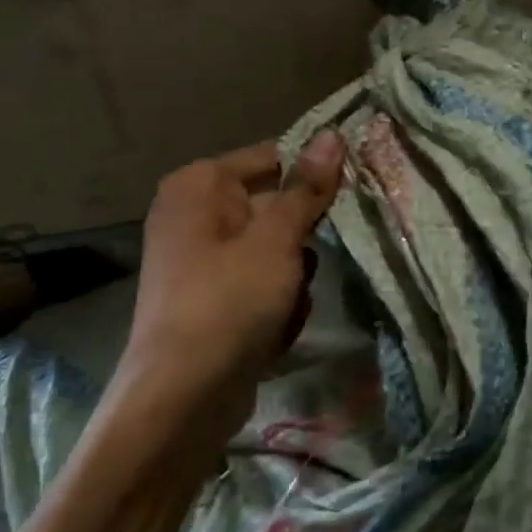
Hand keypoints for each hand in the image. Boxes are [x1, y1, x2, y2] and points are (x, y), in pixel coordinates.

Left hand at [110, 132, 344, 465]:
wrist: (183, 396)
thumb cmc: (230, 301)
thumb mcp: (277, 238)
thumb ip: (307, 188)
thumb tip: (332, 134)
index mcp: (199, 185)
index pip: (272, 157)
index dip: (312, 175)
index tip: (348, 196)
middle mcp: (194, 214)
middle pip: (275, 207)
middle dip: (301, 240)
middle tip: (308, 264)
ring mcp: (202, 260)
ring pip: (275, 250)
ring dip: (294, 277)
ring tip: (287, 305)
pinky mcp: (212, 299)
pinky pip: (260, 284)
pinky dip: (276, 304)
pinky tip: (275, 329)